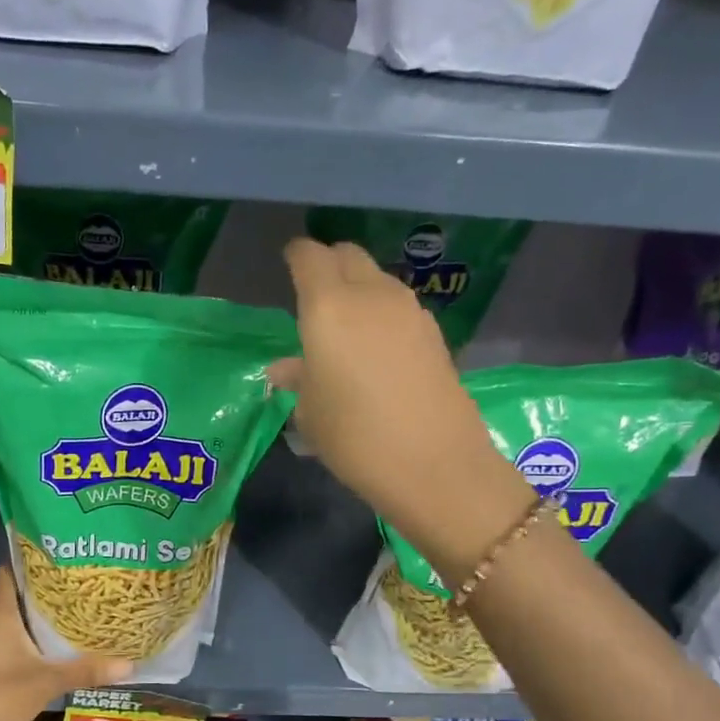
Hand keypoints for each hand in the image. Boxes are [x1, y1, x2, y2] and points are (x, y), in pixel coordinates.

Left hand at [0, 568, 131, 720]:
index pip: (6, 573)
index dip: (27, 564)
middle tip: (70, 591)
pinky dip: (17, 639)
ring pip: (3, 620)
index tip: (55, 561)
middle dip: (36, 593)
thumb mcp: (50, 681)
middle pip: (8, 596)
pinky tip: (39, 650)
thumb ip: (87, 670)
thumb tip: (130, 665)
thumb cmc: (2, 695)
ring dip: (27, 618)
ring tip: (61, 618)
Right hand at [270, 239, 532, 579]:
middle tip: (314, 292)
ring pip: (377, 280)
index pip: (309, 257)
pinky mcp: (434, 333)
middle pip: (348, 256)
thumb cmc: (354, 438)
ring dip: (358, 289)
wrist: (434, 464)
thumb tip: (285, 368)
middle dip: (329, 264)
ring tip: (345, 325)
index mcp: (328, 306)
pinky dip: (381, 314)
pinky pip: (398, 307)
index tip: (288, 265)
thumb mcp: (311, 413)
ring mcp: (409, 311)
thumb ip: (298, 379)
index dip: (296, 257)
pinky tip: (376, 349)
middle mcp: (370, 295)